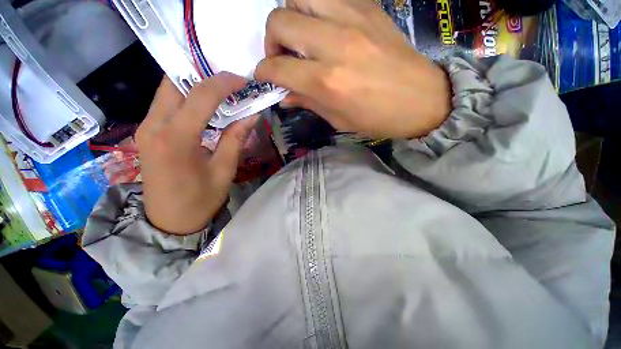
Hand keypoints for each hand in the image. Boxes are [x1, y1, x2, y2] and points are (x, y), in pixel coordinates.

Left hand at [136, 74, 256, 234]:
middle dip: (205, 75)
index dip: (225, 83)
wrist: (168, 222)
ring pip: (168, 90)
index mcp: (175, 139)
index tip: (244, 81)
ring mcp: (146, 127)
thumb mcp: (224, 170)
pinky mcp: (147, 132)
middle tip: (231, 81)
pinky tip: (205, 104)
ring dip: (195, 84)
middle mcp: (154, 126)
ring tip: (222, 89)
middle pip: (175, 83)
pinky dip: (186, 96)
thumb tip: (252, 114)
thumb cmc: (200, 200)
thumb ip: (236, 138)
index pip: (200, 95)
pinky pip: (166, 103)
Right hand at [255, 0, 451, 138]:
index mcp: (327, 82)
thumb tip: (284, 95)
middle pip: (280, 20)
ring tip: (299, 38)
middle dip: (271, 41)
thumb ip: (308, 102)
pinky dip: (315, 9)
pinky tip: (322, 28)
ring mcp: (352, 18)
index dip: (264, 72)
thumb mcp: (338, 119)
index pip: (278, 68)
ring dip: (290, 16)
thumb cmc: (377, 118)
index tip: (264, 77)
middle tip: (282, 58)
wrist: (421, 99)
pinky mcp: (368, 7)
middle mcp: (334, 44)